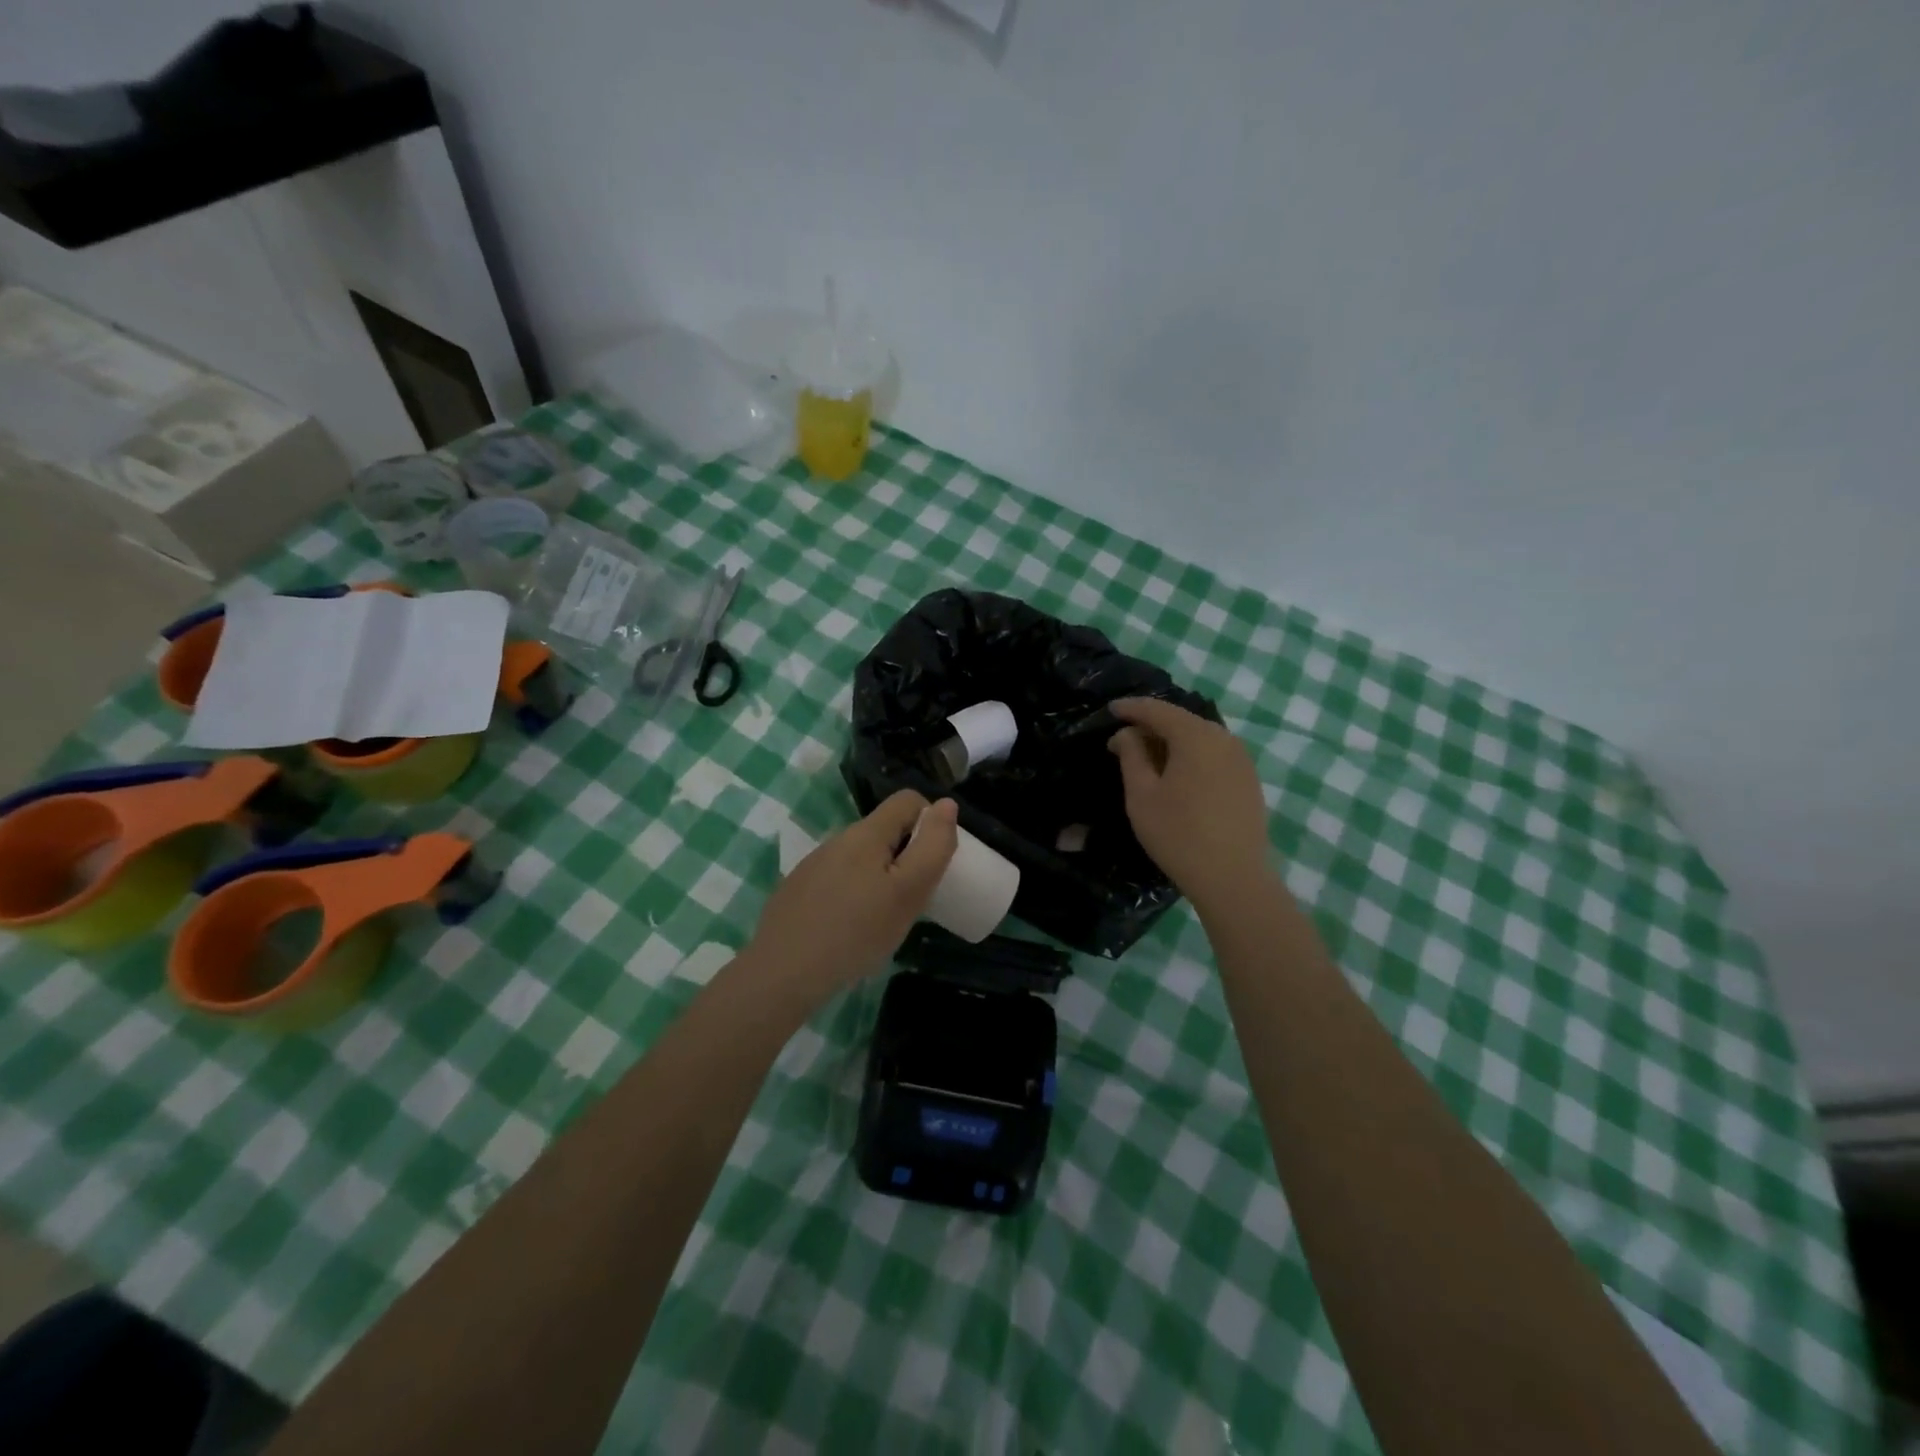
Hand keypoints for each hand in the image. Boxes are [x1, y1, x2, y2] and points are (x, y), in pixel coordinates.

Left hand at [748, 791, 958, 996]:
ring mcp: (813, 865)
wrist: (782, 974)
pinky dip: (853, 894)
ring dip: (879, 877)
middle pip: (884, 831)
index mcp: (866, 833)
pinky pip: (838, 879)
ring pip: (860, 857)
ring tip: (882, 919)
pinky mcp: (798, 889)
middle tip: (913, 898)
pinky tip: (849, 929)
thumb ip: (933, 846)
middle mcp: (837, 839)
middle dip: (906, 855)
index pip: (908, 799)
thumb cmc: (856, 932)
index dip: (930, 821)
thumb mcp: (909, 891)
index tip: (934, 861)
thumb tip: (945, 804)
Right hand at [1108, 697, 1271, 912]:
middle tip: (1123, 739)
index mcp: (1196, 736)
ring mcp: (1241, 759)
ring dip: (1172, 742)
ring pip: (1199, 738)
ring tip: (1147, 757)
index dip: (1132, 708)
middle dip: (1151, 725)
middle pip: (1182, 720)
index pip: (1158, 710)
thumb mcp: (1141, 794)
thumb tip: (1126, 734)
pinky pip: (1214, 754)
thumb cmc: (1178, 834)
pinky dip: (1191, 755)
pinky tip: (1176, 774)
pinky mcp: (1248, 779)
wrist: (1232, 878)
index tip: (1110, 710)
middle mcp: (1224, 739)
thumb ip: (1131, 755)